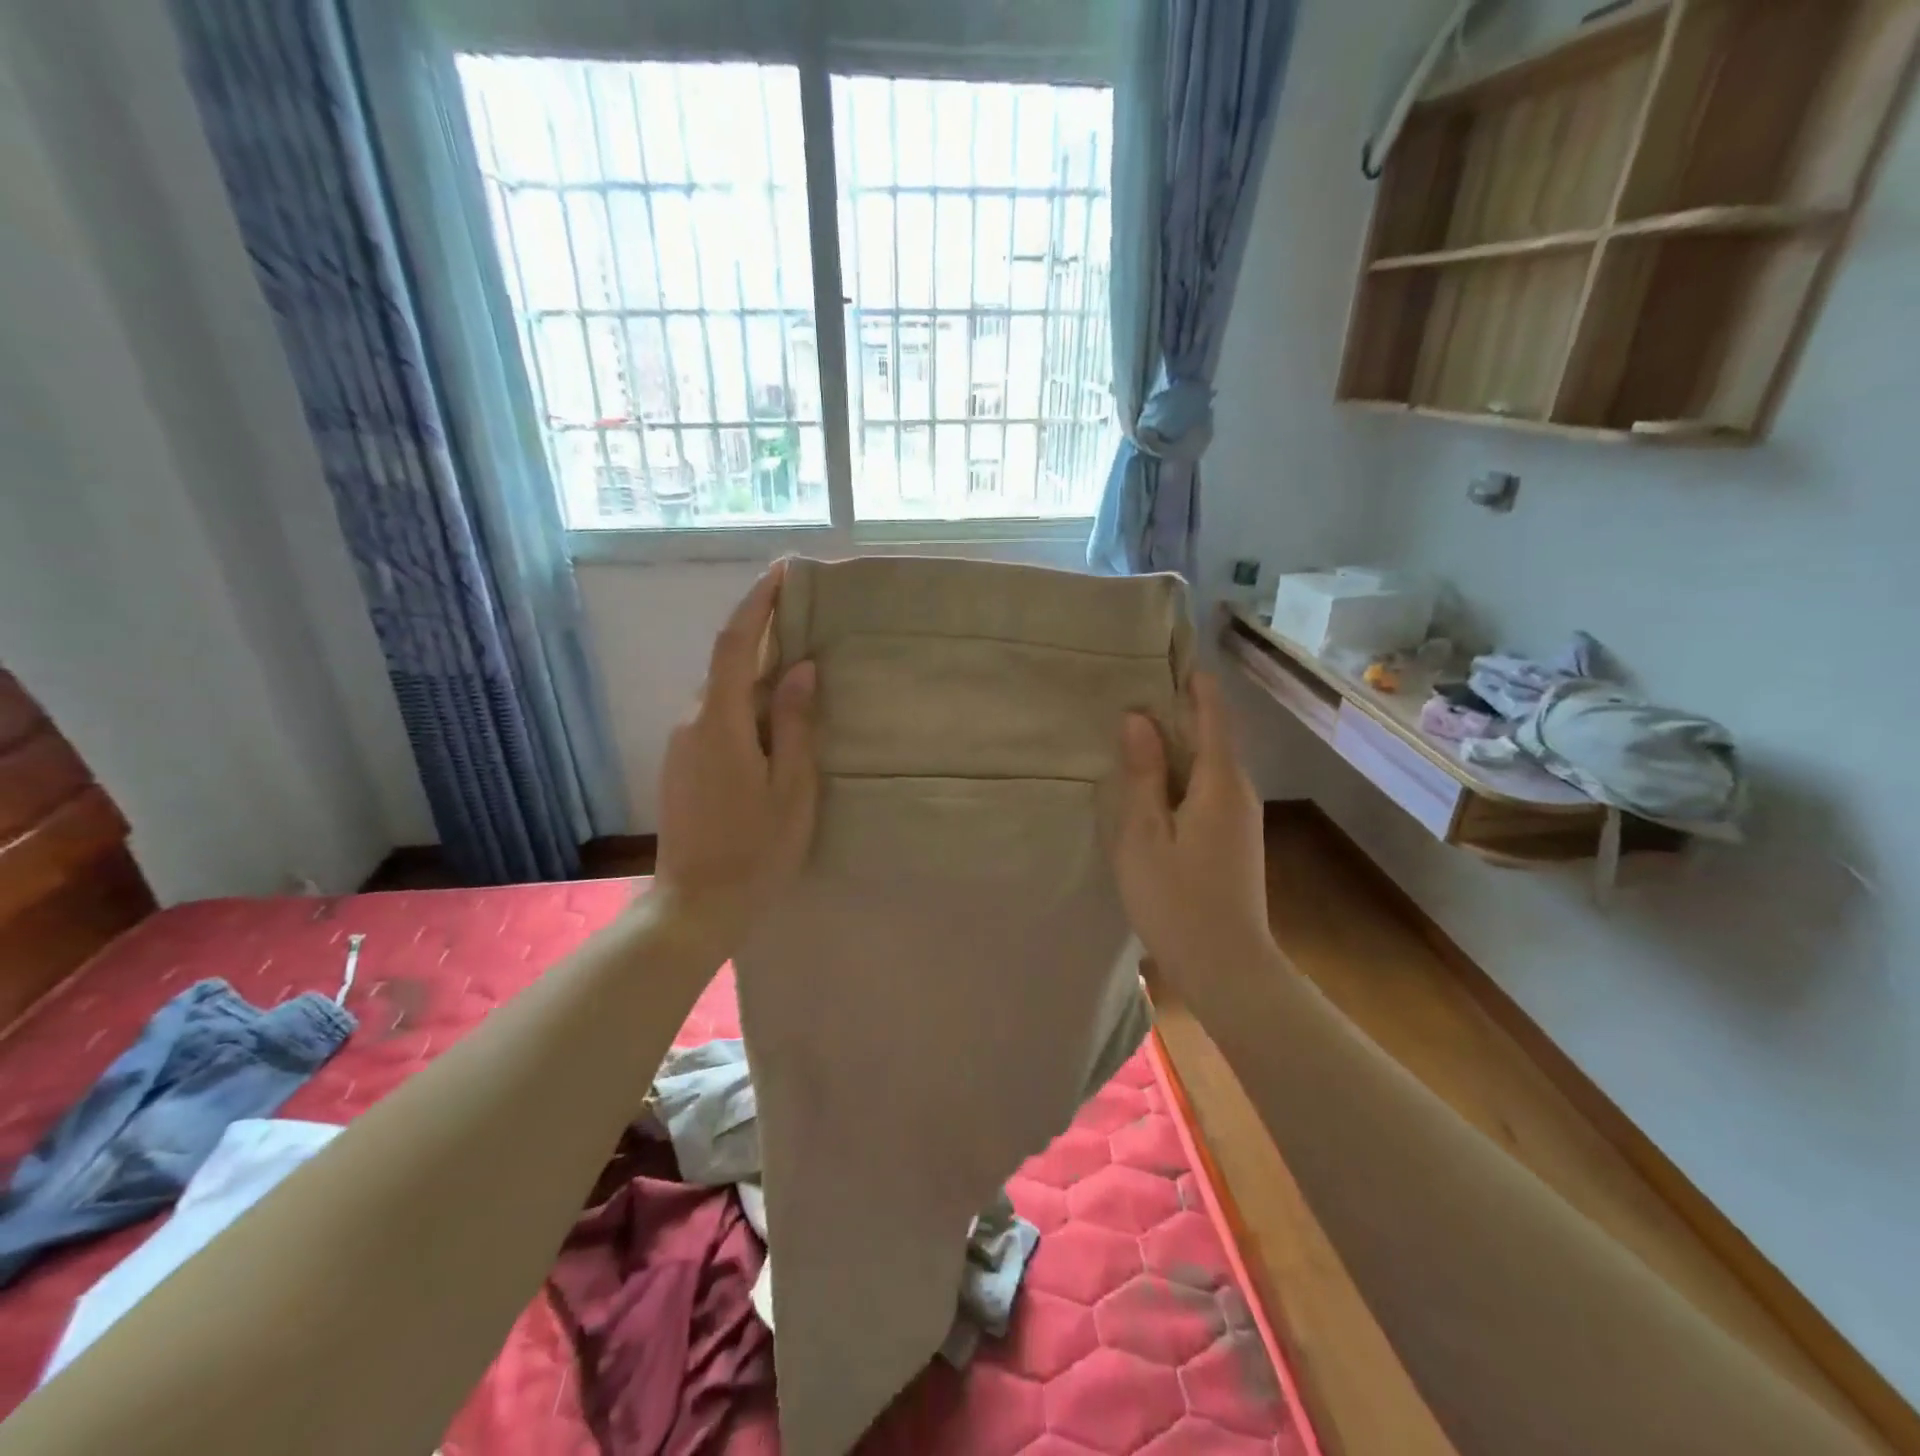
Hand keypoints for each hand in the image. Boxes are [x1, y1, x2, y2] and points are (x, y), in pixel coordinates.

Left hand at [652, 562, 817, 956]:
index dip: (758, 603)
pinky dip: (745, 700)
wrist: (696, 904)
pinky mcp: (682, 764)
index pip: (736, 644)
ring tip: (799, 667)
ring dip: (755, 670)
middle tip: (806, 618)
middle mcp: (692, 722)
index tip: (783, 572)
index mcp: (720, 722)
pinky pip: (716, 715)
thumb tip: (800, 667)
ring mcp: (682, 744)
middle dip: (762, 633)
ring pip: (722, 691)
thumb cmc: (756, 850)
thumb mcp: (792, 787)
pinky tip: (773, 717)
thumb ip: (795, 724)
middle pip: (727, 663)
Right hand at [1113, 672, 1275, 997]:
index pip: (1212, 713)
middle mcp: (1239, 790)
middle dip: (1178, 710)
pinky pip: (1208, 788)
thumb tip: (1137, 718)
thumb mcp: (1144, 834)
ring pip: (1209, 763)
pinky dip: (1182, 773)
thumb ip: (1141, 774)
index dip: (1194, 681)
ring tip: (1135, 730)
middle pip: (1212, 735)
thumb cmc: (1176, 899)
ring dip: (1177, 744)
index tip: (1169, 654)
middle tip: (1133, 690)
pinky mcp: (1234, 837)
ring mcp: (1241, 816)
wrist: (1228, 966)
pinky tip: (1153, 783)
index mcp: (1220, 781)